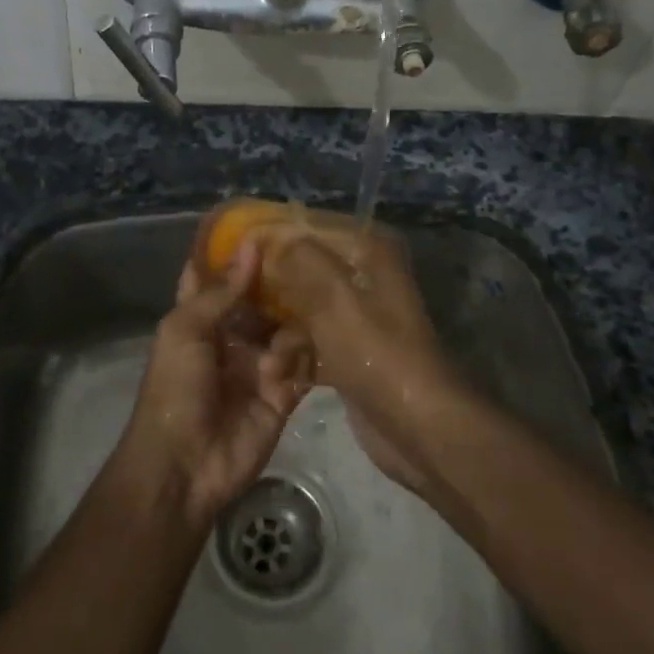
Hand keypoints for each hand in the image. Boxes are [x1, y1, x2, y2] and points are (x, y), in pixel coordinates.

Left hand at [116, 243, 309, 527]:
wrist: (185, 464)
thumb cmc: (175, 389)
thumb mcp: (185, 330)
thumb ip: (222, 291)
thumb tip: (252, 245)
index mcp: (202, 320)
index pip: (219, 278)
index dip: (235, 254)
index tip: (264, 225)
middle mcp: (233, 337)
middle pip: (265, 301)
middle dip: (280, 287)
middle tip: (308, 265)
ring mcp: (260, 365)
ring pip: (290, 329)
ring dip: (287, 333)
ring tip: (275, 352)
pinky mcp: (284, 393)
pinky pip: (304, 364)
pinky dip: (299, 362)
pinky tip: (282, 372)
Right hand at [253, 225, 469, 494]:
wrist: (416, 426)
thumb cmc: (376, 353)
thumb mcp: (335, 297)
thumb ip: (299, 258)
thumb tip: (268, 238)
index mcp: (370, 252)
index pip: (312, 228)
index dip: (274, 236)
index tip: (236, 251)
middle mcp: (365, 278)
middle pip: (303, 271)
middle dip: (271, 293)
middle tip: (238, 309)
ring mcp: (357, 318)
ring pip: (302, 311)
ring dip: (280, 335)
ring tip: (268, 362)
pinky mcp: (349, 353)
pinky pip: (309, 343)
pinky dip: (293, 358)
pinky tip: (278, 375)